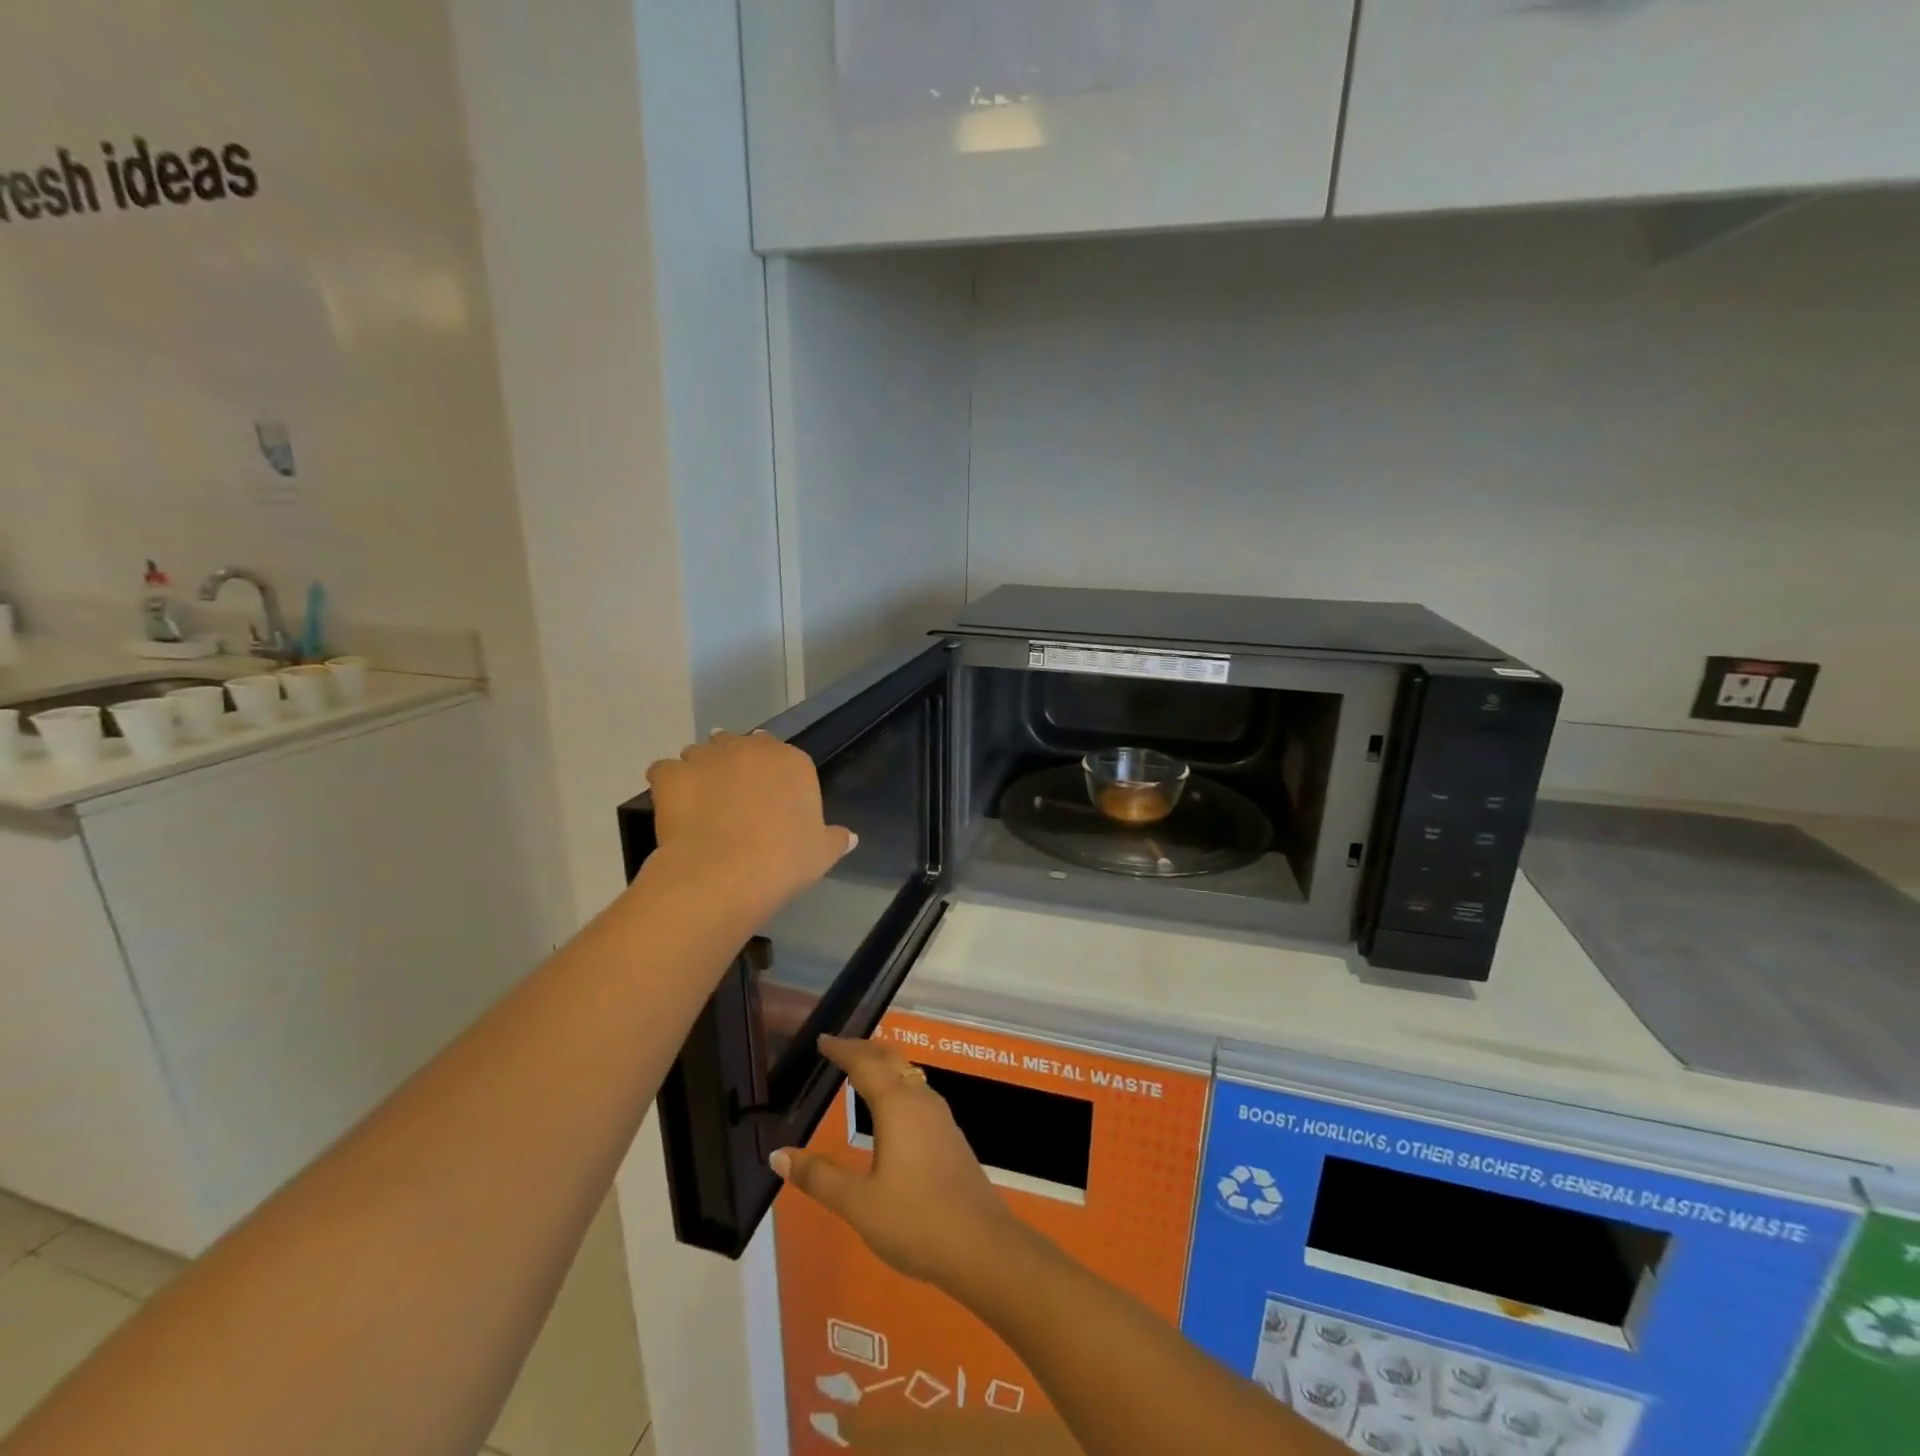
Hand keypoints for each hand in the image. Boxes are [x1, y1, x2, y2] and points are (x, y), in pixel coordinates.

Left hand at [644, 731, 853, 912]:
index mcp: (792, 762)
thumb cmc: (784, 861)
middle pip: (739, 745)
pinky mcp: (671, 774)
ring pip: (700, 753)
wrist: (725, 873)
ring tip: (699, 804)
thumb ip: (834, 840)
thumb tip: (849, 837)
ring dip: (700, 770)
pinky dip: (667, 785)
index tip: (766, 798)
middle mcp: (750, 748)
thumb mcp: (820, 854)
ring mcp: (707, 757)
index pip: (782, 755)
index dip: (771, 775)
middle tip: (732, 798)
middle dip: (734, 764)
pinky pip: (664, 771)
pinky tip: (672, 809)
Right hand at [772, 1036, 1026, 1293]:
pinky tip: (893, 1110)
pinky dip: (898, 1086)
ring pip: (909, 1075)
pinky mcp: (950, 1136)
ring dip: (884, 1066)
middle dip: (864, 1049)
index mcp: (897, 1105)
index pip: (864, 1064)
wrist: (981, 1245)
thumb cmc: (915, 1220)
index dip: (842, 1050)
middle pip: (891, 1060)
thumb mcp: (858, 1203)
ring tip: (863, 1071)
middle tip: (839, 1048)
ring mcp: (941, 1117)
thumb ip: (819, 1177)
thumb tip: (779, 1155)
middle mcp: (921, 1100)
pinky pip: (919, 1094)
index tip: (823, 1040)